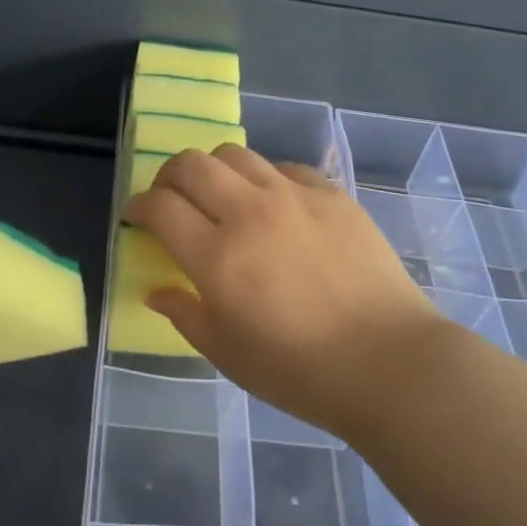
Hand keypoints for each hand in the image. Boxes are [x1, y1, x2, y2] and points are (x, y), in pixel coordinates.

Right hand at [124, 145, 449, 443]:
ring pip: (236, 154)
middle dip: (168, 176)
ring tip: (221, 196)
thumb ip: (186, 314)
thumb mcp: (228, 355)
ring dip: (214, 170)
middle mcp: (250, 212)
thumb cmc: (300, 371)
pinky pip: (284, 168)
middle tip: (171, 199)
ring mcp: (294, 197)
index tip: (137, 217)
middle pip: (192, 164)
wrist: (389, 362)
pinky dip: (265, 180)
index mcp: (217, 256)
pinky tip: (274, 206)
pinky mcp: (332, 195)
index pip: (160, 207)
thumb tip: (158, 290)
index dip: (139, 206)